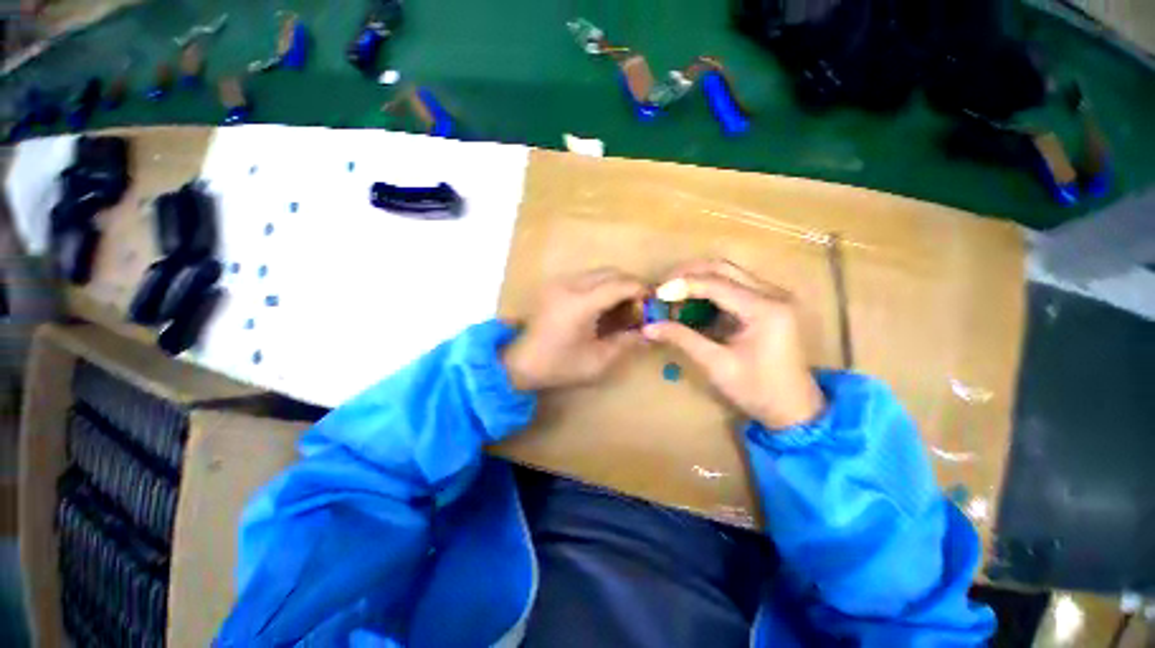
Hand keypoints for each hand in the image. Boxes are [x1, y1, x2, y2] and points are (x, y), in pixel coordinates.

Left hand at [504, 269, 646, 390]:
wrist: (521, 362)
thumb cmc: (559, 365)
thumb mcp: (597, 361)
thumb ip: (626, 343)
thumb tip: (649, 332)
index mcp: (579, 304)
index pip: (619, 285)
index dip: (640, 290)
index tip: (653, 301)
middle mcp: (569, 285)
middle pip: (610, 272)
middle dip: (630, 285)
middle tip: (641, 305)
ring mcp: (559, 282)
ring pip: (599, 272)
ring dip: (616, 284)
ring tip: (624, 306)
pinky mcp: (555, 284)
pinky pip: (587, 278)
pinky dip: (602, 286)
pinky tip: (604, 305)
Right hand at [643, 260, 824, 428]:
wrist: (794, 408)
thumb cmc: (757, 391)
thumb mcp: (716, 365)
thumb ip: (682, 339)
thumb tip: (648, 327)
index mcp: (765, 309)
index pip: (716, 283)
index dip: (682, 285)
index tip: (656, 294)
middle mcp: (773, 294)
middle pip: (723, 268)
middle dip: (688, 274)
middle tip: (663, 289)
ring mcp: (773, 296)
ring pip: (728, 273)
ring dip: (698, 280)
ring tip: (673, 296)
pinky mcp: (769, 303)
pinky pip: (733, 286)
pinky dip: (709, 291)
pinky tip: (693, 304)